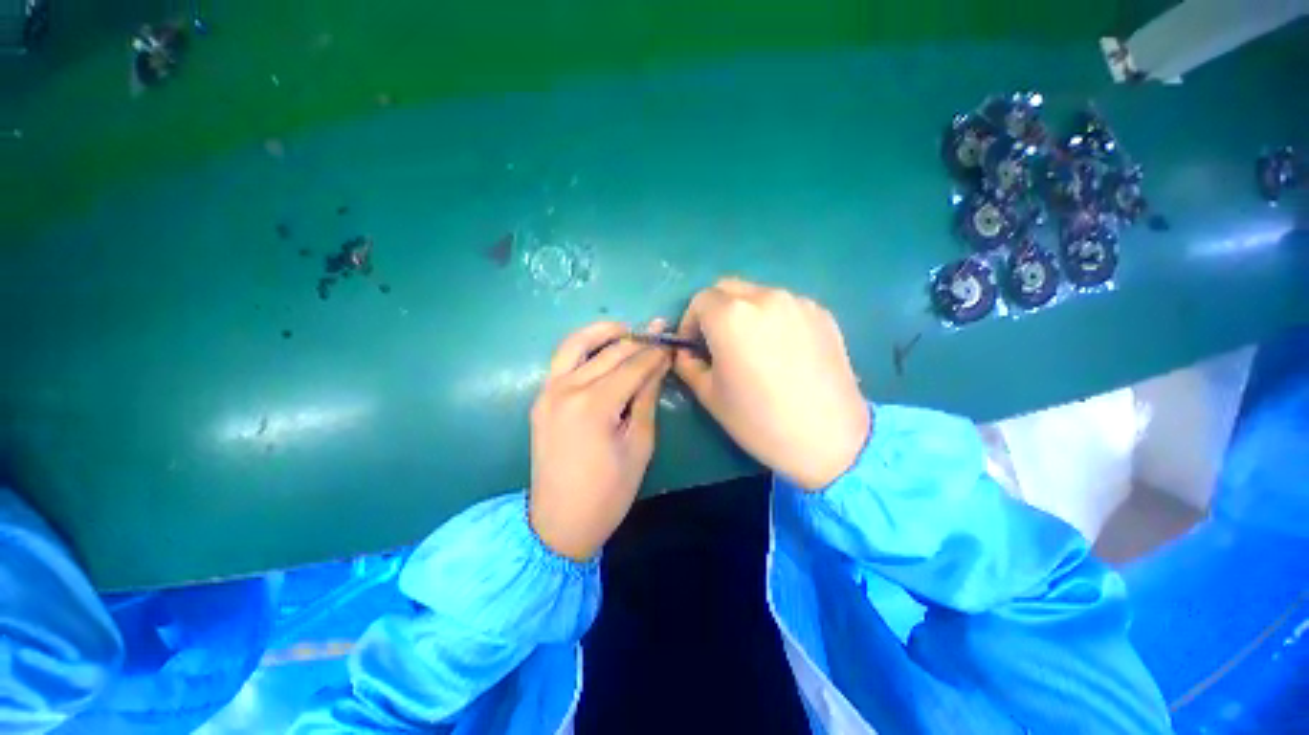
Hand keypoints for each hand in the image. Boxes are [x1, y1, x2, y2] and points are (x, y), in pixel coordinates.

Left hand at [529, 321, 672, 560]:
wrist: (559, 522)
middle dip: (638, 340)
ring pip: (577, 345)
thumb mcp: (639, 444)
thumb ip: (647, 397)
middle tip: (657, 333)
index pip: (633, 366)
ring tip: (627, 330)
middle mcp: (567, 389)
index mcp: (594, 405)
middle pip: (609, 352)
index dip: (655, 352)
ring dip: (603, 333)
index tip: (671, 341)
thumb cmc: (609, 491)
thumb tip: (659, 363)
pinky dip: (582, 347)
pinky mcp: (541, 398)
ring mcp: (548, 391)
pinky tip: (601, 349)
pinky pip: (562, 360)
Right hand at [674, 278, 870, 489]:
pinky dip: (773, 318)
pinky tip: (782, 349)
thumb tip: (685, 352)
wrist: (828, 438)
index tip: (694, 346)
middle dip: (715, 310)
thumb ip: (688, 365)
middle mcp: (764, 297)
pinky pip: (785, 305)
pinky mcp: (821, 313)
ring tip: (753, 346)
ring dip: (744, 312)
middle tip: (718, 342)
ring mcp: (797, 302)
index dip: (690, 322)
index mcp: (730, 316)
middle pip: (727, 288)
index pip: (699, 300)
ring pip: (757, 294)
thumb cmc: (759, 420)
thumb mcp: (709, 395)